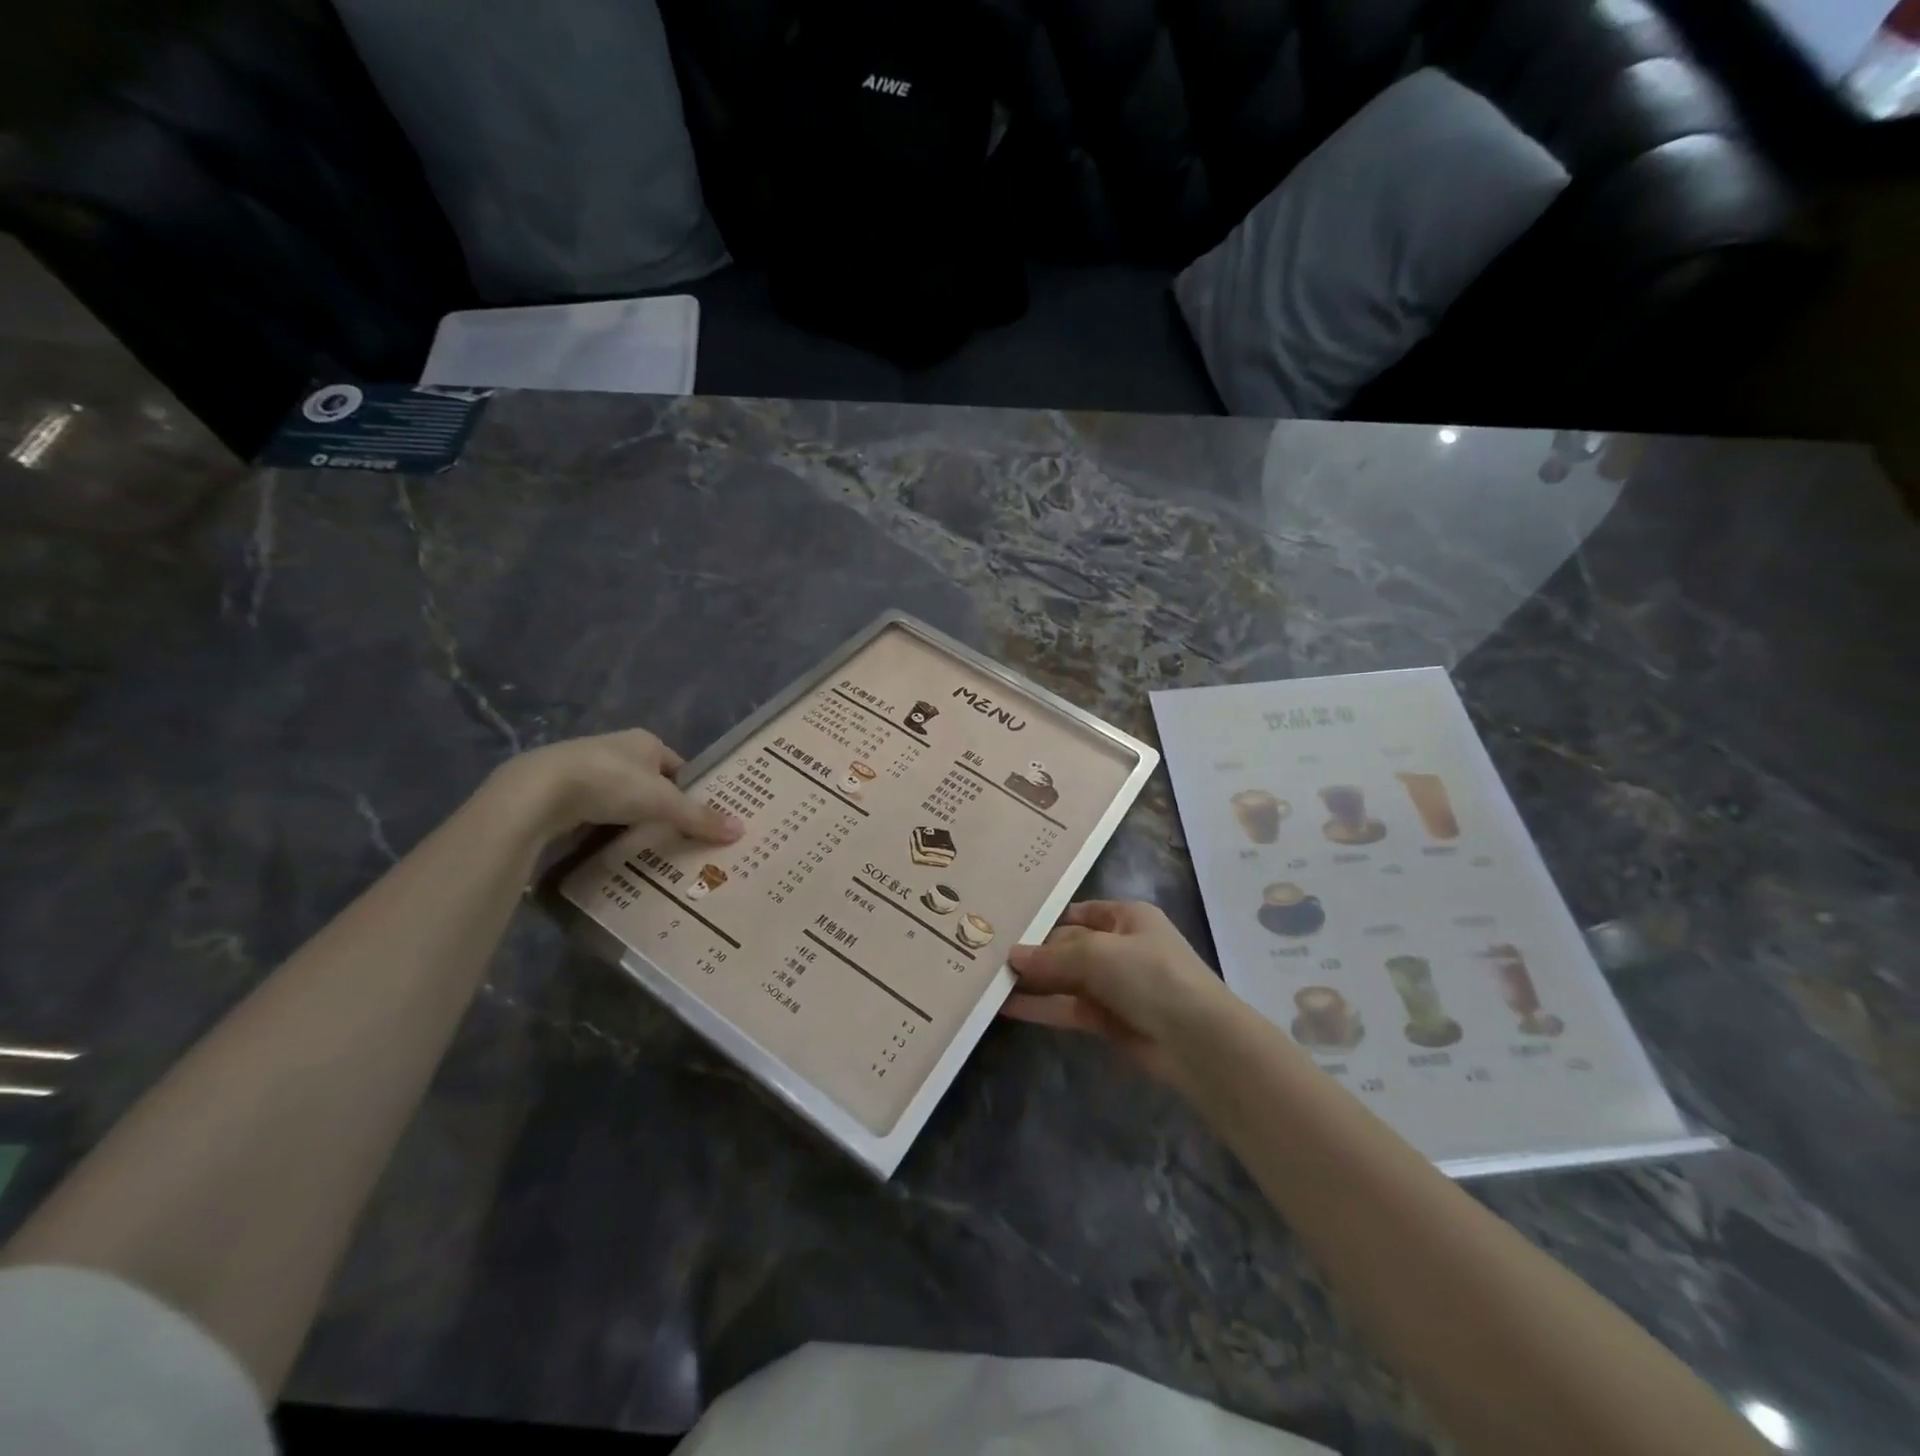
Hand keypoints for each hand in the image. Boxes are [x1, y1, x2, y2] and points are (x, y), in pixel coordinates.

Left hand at [487, 730, 744, 844]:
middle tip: (675, 836)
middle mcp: (616, 748)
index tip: (697, 817)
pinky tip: (608, 846)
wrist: (538, 792)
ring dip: (630, 817)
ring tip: (644, 846)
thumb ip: (699, 817)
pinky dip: (603, 825)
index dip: (689, 789)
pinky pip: (593, 809)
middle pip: (649, 781)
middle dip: (660, 805)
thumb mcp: (662, 802)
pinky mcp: (561, 789)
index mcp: (645, 741)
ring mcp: (585, 767)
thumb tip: (741, 830)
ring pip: (620, 796)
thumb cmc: (610, 784)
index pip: (677, 765)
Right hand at [1002, 900, 1238, 1090]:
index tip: (1006, 921)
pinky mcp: (1108, 1020)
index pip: (1078, 912)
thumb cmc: (1151, 975)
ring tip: (987, 978)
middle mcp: (1120, 946)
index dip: (1044, 917)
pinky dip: (1040, 1007)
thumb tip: (1012, 955)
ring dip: (1032, 980)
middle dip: (1032, 951)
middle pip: (1068, 945)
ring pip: (1065, 979)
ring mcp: (1114, 985)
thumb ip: (1052, 956)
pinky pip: (1067, 1007)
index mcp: (1127, 917)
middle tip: (985, 952)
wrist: (1197, 1040)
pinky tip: (1006, 1005)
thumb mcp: (1099, 953)